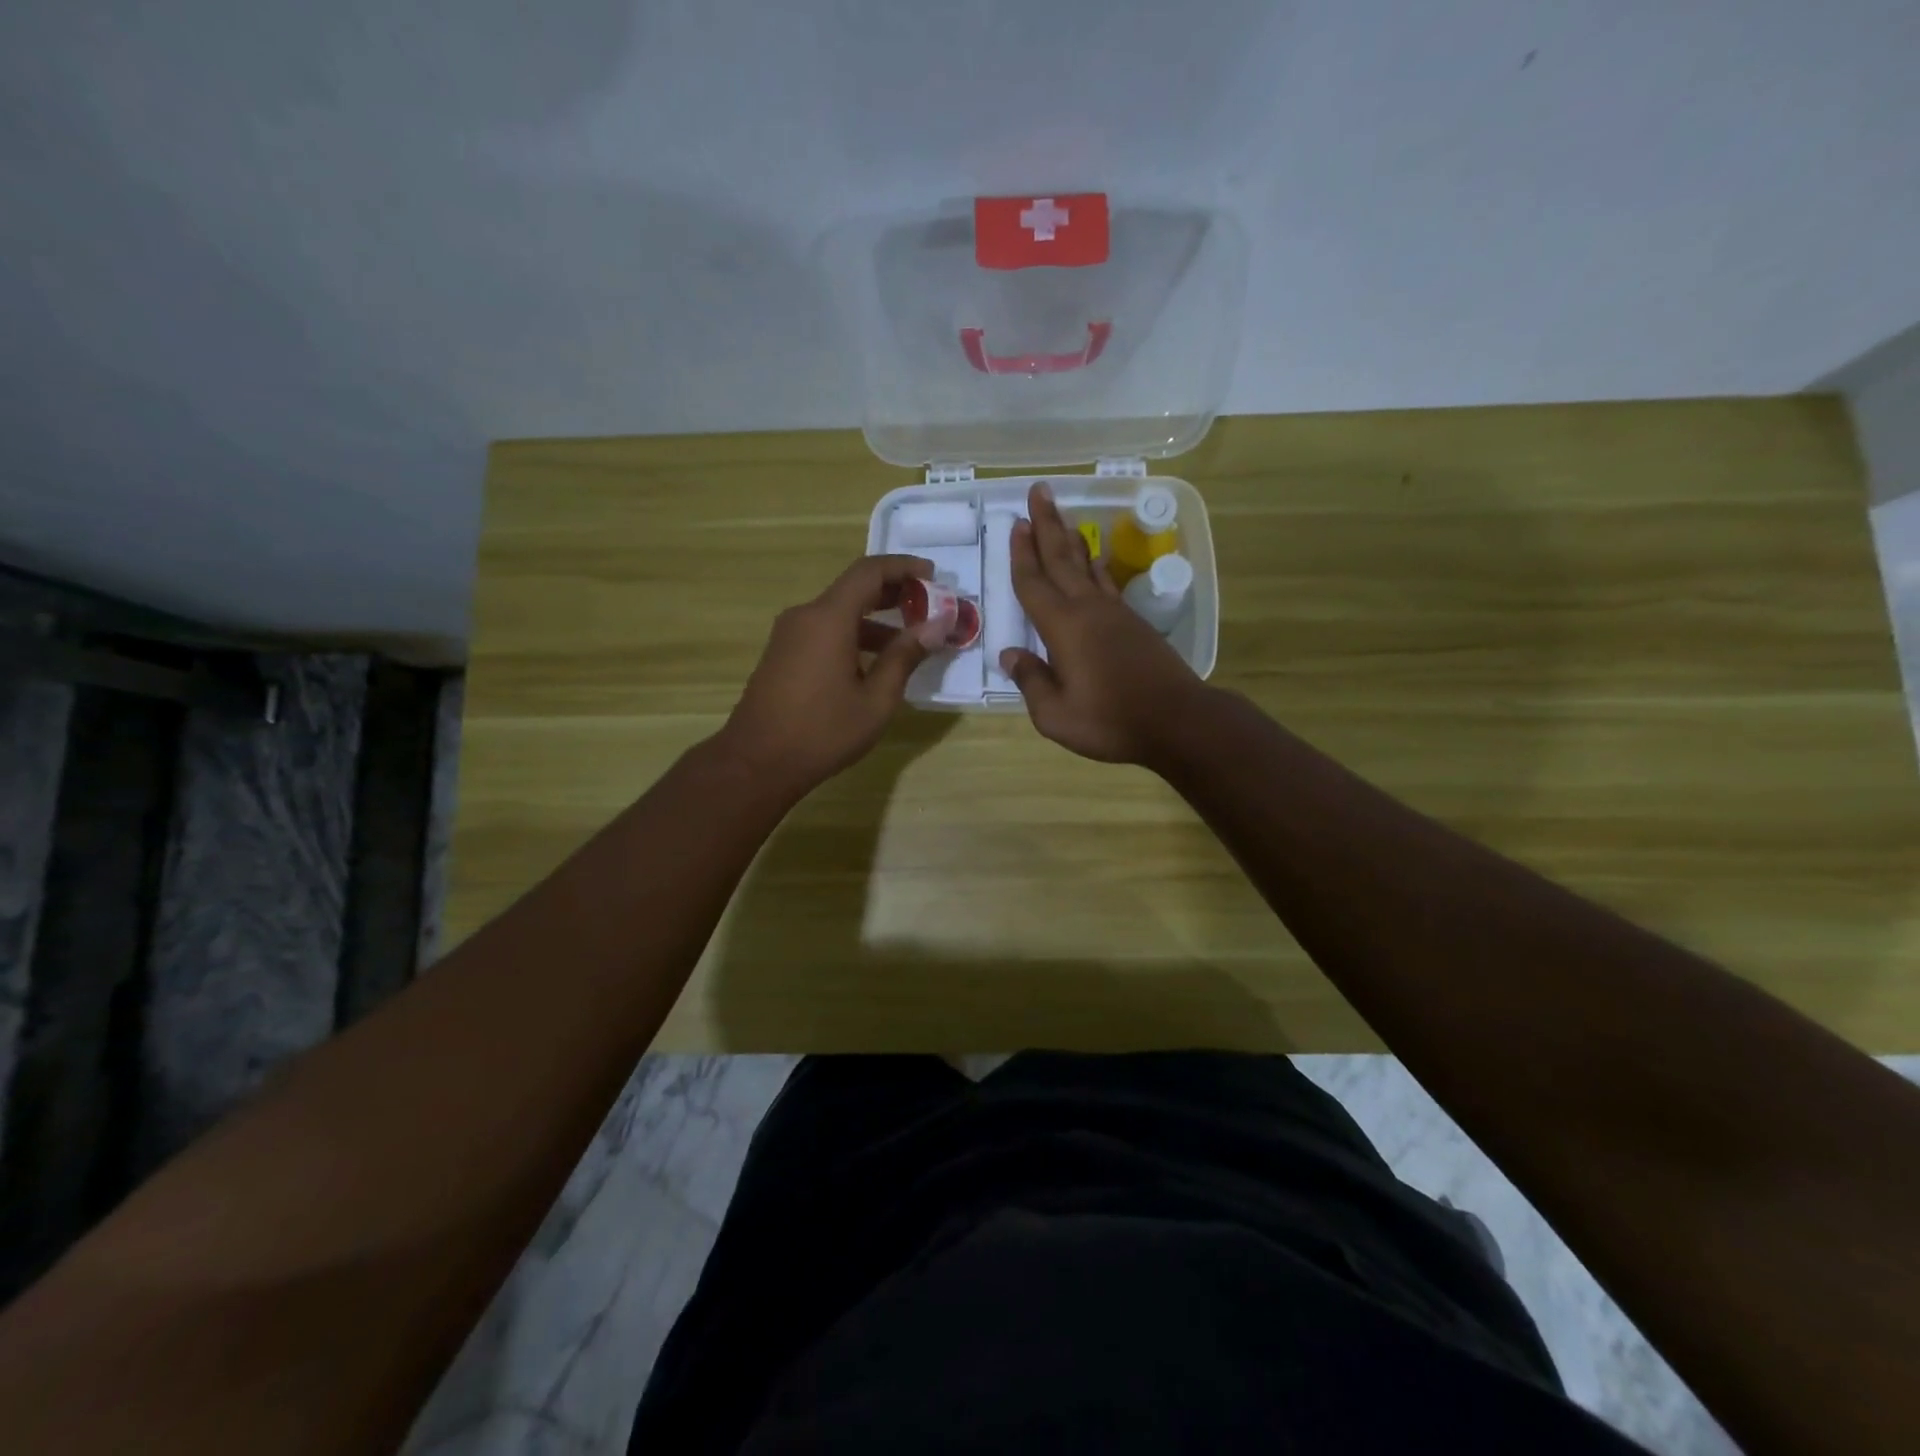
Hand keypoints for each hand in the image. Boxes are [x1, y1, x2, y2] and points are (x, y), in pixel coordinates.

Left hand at [719, 554, 946, 795]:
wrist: (757, 762)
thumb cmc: (823, 732)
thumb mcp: (876, 699)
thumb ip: (905, 656)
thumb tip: (936, 626)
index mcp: (828, 618)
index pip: (869, 572)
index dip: (903, 567)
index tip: (933, 574)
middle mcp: (805, 616)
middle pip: (854, 589)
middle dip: (893, 593)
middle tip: (928, 607)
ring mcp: (789, 635)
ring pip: (839, 613)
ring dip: (876, 620)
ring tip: (910, 642)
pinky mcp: (783, 654)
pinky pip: (824, 631)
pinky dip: (854, 636)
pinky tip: (875, 663)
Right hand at [1000, 483, 1207, 764]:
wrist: (1177, 721)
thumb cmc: (1110, 721)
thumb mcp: (1056, 714)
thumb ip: (1031, 681)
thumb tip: (1010, 654)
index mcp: (1063, 628)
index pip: (1034, 583)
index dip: (1021, 554)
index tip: (1015, 522)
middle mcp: (1088, 610)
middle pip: (1062, 559)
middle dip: (1046, 525)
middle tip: (1039, 491)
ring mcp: (1115, 614)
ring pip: (1087, 566)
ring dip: (1071, 539)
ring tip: (1060, 517)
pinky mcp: (1135, 624)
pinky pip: (1107, 584)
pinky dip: (1097, 567)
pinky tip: (1096, 561)